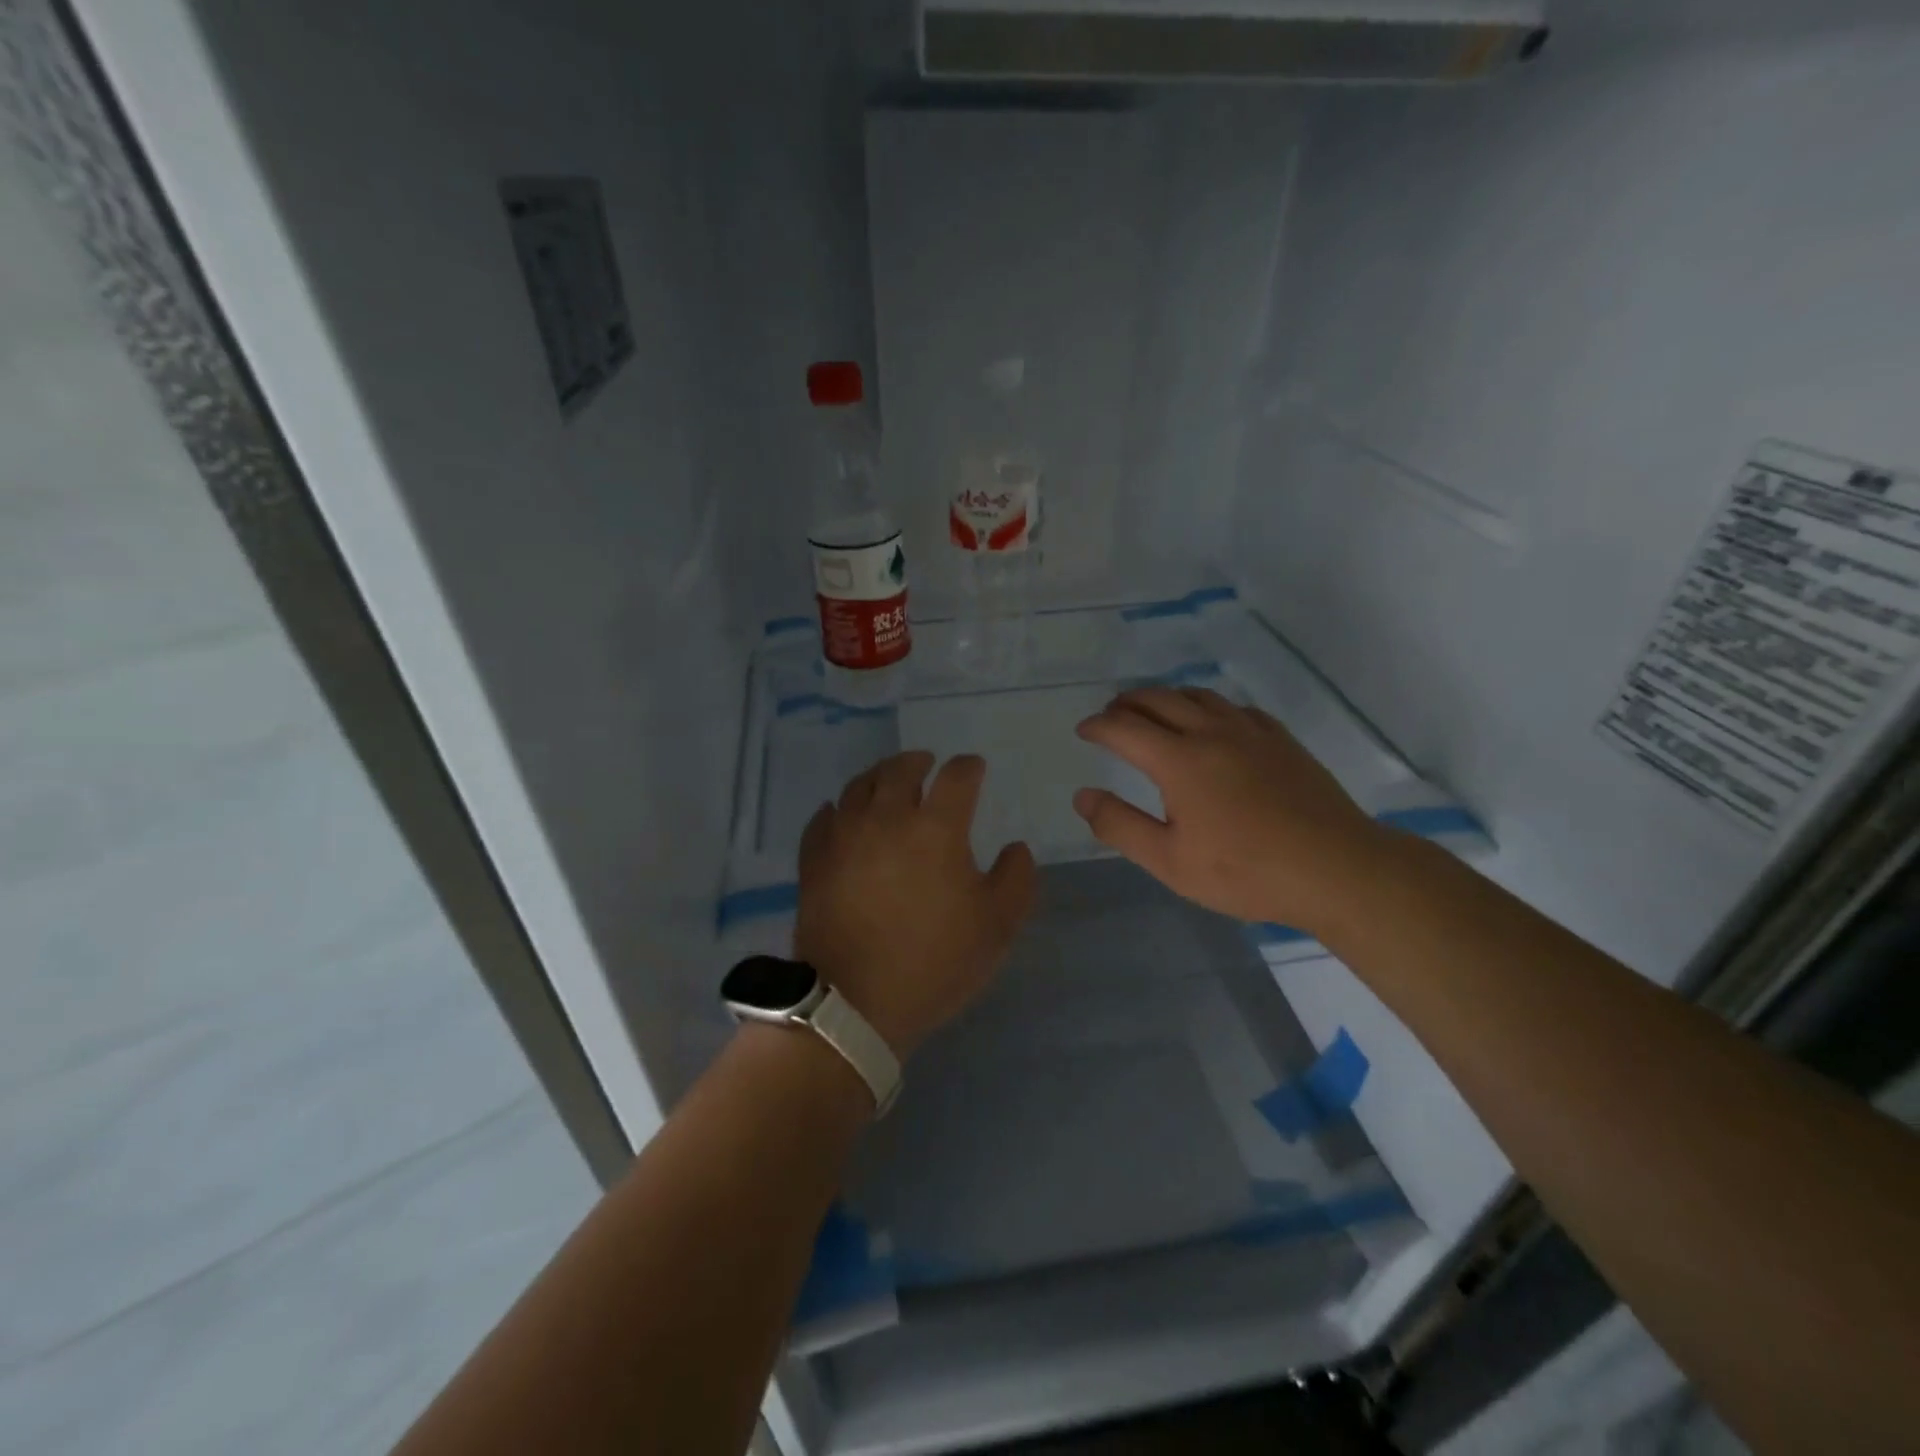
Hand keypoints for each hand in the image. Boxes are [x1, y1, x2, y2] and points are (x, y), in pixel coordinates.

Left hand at [795, 751, 1036, 1057]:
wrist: (853, 1003)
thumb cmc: (934, 962)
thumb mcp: (997, 926)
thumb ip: (1016, 878)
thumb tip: (1015, 847)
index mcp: (936, 827)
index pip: (957, 776)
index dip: (970, 767)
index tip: (976, 768)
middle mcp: (887, 817)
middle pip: (901, 769)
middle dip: (919, 761)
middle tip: (928, 764)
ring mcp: (844, 836)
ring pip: (859, 786)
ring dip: (879, 776)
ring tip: (887, 782)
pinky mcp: (814, 859)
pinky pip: (824, 818)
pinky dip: (838, 808)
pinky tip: (842, 814)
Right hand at [1072, 687, 1386, 930]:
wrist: (1334, 869)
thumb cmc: (1244, 871)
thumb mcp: (1169, 861)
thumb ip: (1120, 826)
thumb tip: (1083, 796)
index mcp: (1179, 761)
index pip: (1124, 728)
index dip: (1098, 725)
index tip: (1083, 730)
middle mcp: (1211, 732)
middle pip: (1159, 700)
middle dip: (1127, 703)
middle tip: (1111, 714)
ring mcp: (1250, 731)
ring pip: (1198, 696)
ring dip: (1166, 697)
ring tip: (1153, 710)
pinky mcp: (1280, 739)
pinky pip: (1234, 707)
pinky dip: (1208, 706)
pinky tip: (1212, 722)